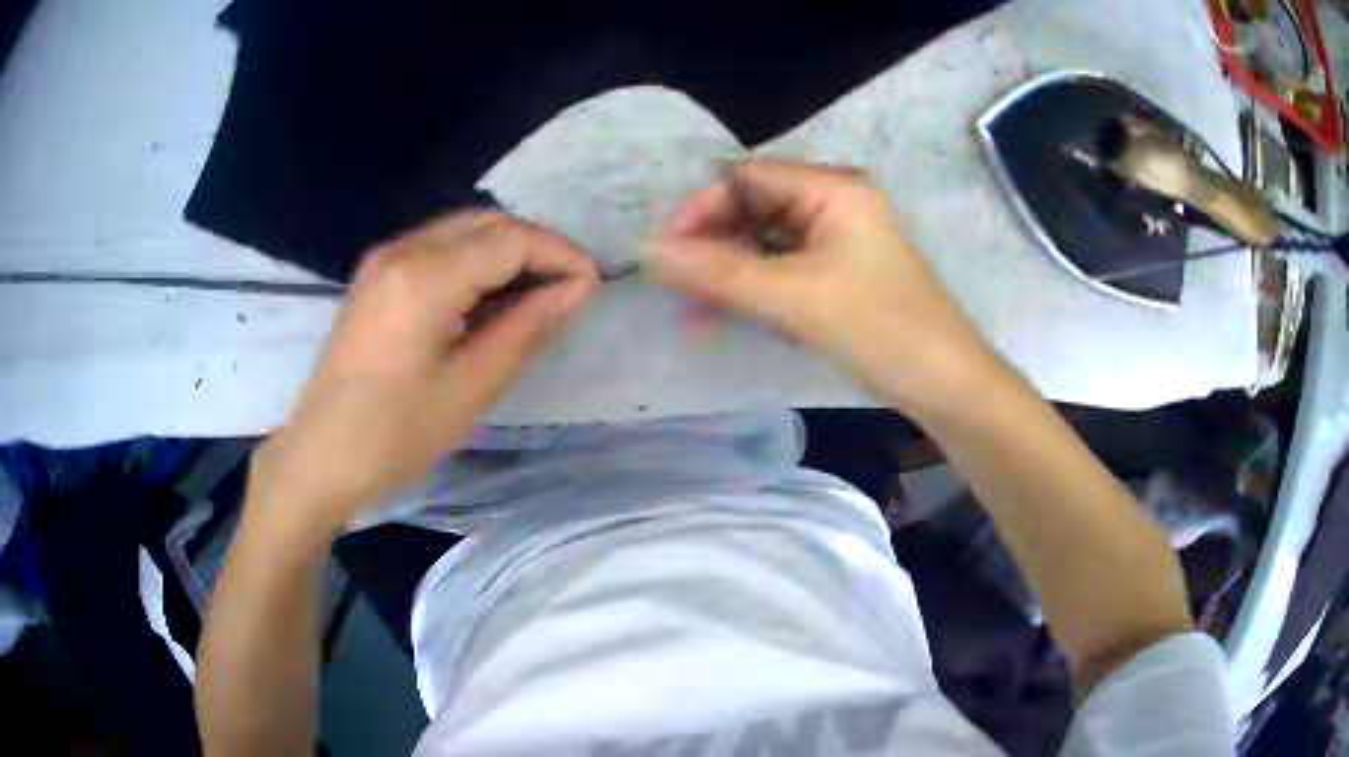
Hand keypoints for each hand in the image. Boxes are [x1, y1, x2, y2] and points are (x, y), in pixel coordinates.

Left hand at [247, 212, 598, 539]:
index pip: (510, 239)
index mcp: (425, 275)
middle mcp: (403, 248)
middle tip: (569, 290)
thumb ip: (527, 327)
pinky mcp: (377, 275)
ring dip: (506, 253)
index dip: (559, 254)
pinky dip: (475, 262)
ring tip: (536, 297)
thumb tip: (579, 288)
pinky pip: (439, 248)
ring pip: (463, 230)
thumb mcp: (470, 387)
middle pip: (487, 222)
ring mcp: (384, 258)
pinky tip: (489, 299)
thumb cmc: (395, 434)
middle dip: (536, 247)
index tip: (593, 284)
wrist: (320, 456)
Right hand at [652, 159, 1005, 417]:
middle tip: (677, 289)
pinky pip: (783, 270)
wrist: (945, 385)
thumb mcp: (795, 299)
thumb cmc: (881, 330)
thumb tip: (647, 252)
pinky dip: (755, 291)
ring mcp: (838, 240)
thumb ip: (719, 273)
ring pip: (765, 243)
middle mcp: (834, 204)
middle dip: (713, 247)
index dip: (701, 209)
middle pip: (754, 208)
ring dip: (730, 274)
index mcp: (833, 189)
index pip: (747, 178)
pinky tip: (732, 317)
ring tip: (697, 314)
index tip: (665, 253)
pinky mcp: (838, 274)